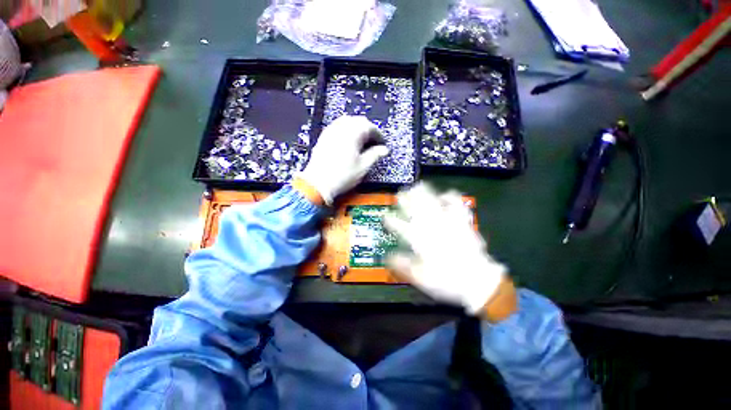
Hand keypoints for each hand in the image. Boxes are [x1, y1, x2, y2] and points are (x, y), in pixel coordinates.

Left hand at [296, 115, 388, 204]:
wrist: (318, 183)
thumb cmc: (342, 176)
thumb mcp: (363, 166)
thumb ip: (375, 155)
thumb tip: (384, 150)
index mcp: (353, 133)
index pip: (370, 127)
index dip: (378, 135)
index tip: (382, 144)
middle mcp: (342, 128)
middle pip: (359, 121)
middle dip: (368, 130)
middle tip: (373, 142)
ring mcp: (331, 131)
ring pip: (348, 121)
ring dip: (357, 128)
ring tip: (361, 141)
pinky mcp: (324, 136)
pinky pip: (337, 126)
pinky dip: (346, 130)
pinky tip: (348, 141)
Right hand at [384, 182, 512, 317]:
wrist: (478, 281)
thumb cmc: (446, 280)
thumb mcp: (420, 278)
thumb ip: (403, 265)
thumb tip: (388, 257)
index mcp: (420, 241)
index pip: (400, 227)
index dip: (391, 221)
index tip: (385, 217)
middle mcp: (432, 228)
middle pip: (416, 208)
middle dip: (406, 199)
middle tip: (400, 193)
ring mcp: (448, 223)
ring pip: (434, 203)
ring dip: (424, 193)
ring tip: (418, 186)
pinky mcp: (462, 222)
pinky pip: (457, 204)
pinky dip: (451, 197)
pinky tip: (445, 195)